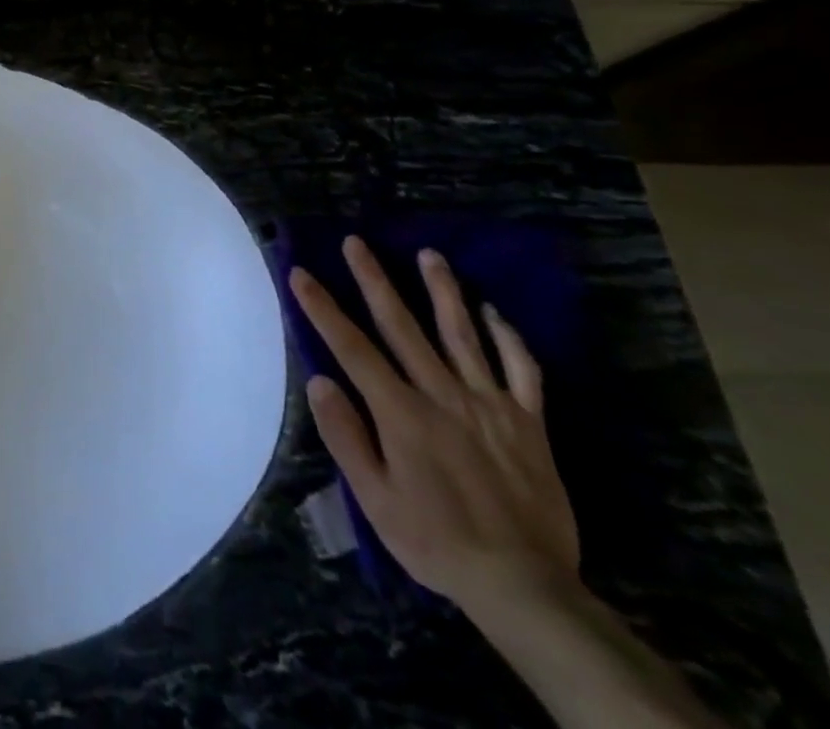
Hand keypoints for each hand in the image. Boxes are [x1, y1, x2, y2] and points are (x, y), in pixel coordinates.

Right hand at [289, 236, 579, 613]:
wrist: (526, 587)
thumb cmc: (435, 541)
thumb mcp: (374, 498)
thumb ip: (345, 435)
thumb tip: (319, 379)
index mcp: (401, 413)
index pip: (351, 347)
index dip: (322, 307)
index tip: (301, 273)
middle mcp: (443, 396)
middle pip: (402, 326)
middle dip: (374, 280)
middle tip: (357, 242)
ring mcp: (490, 405)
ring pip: (462, 335)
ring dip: (442, 291)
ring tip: (428, 255)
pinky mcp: (529, 423)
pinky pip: (521, 371)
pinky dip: (508, 338)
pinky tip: (493, 312)